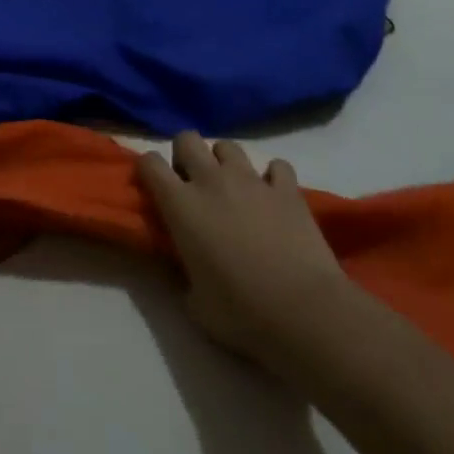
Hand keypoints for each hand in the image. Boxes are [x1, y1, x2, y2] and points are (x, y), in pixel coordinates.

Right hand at [138, 132, 350, 374]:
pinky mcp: (287, 188)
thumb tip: (184, 266)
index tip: (156, 188)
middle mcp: (211, 180)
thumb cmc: (242, 314)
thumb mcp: (196, 304)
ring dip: (226, 163)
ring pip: (228, 146)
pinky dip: (274, 178)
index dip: (149, 171)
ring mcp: (251, 180)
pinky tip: (275, 198)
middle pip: (187, 139)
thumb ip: (183, 275)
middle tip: (194, 185)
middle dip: (186, 155)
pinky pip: (277, 166)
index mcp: (181, 205)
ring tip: (234, 189)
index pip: (150, 163)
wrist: (304, 312)